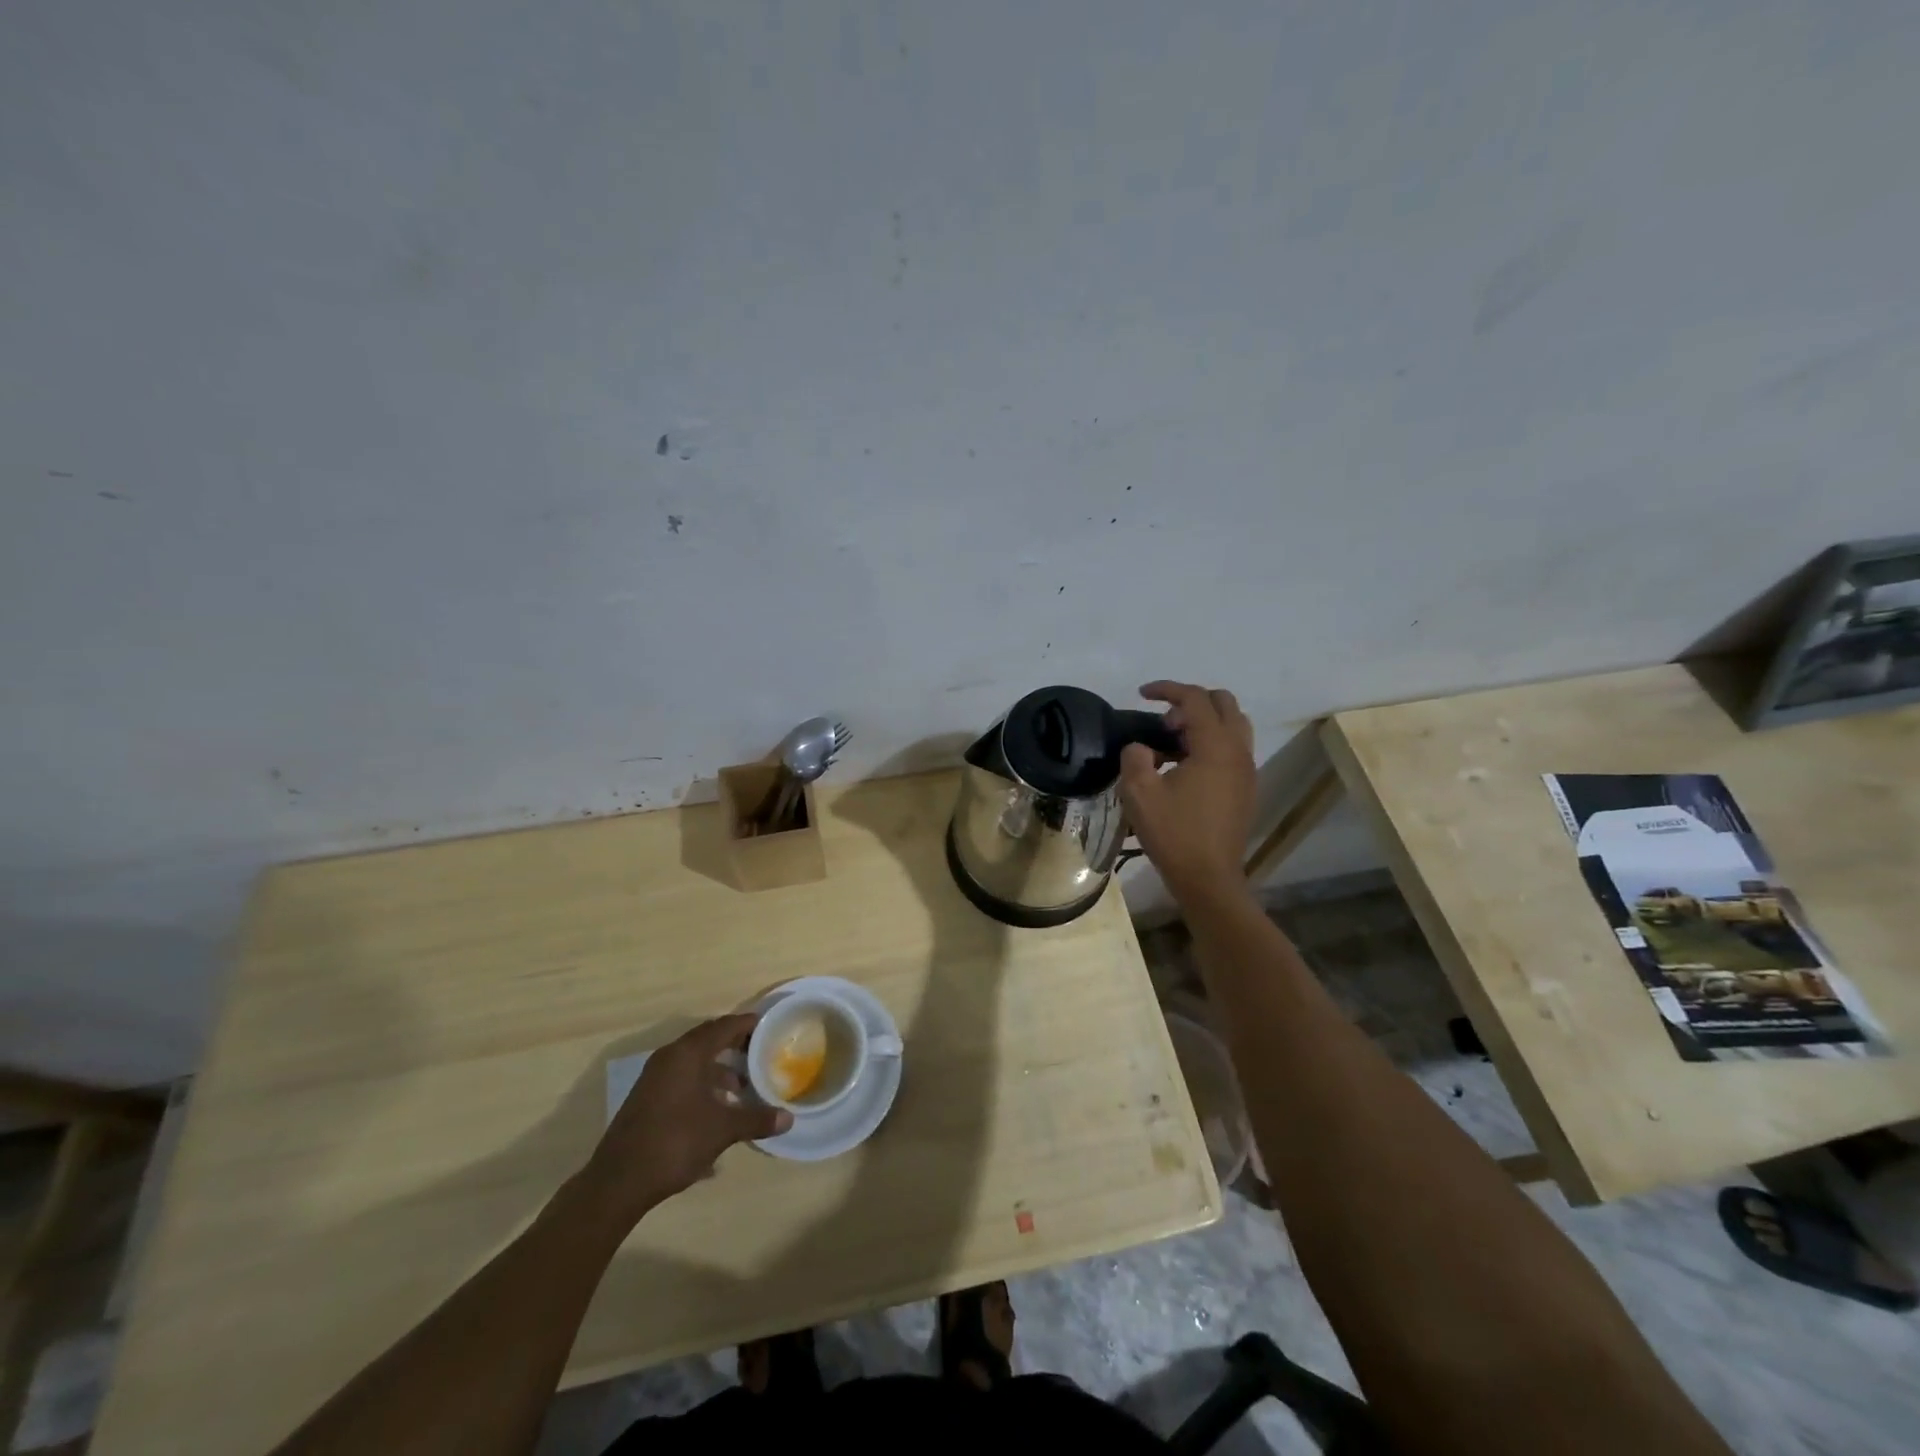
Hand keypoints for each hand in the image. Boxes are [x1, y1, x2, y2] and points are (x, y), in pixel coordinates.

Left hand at [585, 1014, 791, 1224]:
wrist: (618, 1182)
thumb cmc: (675, 1143)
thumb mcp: (722, 1130)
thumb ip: (756, 1119)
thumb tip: (788, 1118)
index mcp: (687, 1054)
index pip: (723, 1027)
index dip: (747, 1024)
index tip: (767, 1025)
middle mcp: (669, 1058)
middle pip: (707, 1040)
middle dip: (733, 1044)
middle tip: (758, 1051)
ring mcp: (654, 1078)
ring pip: (693, 1061)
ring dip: (717, 1069)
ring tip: (740, 1087)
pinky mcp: (647, 1098)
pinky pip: (681, 1078)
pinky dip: (701, 1084)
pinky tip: (715, 1108)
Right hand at [1118, 681, 1256, 901]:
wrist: (1208, 877)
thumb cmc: (1173, 833)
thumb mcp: (1139, 792)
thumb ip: (1135, 756)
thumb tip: (1141, 747)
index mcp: (1215, 746)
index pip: (1195, 698)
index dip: (1167, 689)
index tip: (1142, 694)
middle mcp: (1238, 751)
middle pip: (1224, 703)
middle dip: (1191, 702)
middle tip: (1163, 723)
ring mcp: (1247, 770)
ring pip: (1233, 725)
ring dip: (1204, 722)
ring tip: (1172, 743)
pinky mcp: (1247, 788)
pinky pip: (1233, 748)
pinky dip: (1211, 743)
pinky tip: (1185, 767)